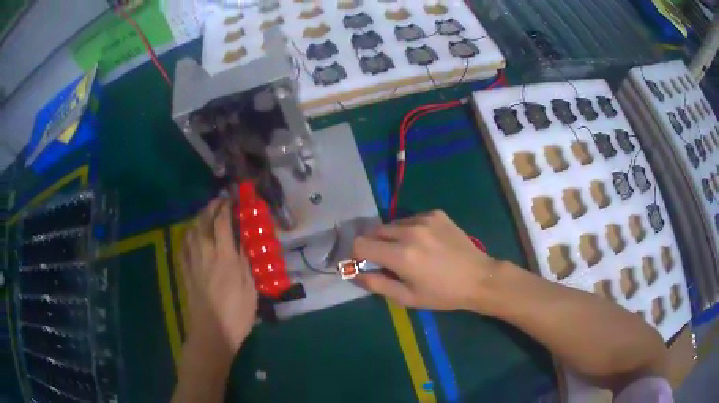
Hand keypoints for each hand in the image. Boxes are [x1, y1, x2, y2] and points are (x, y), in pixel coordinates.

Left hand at [181, 198, 257, 353]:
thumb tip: (243, 243)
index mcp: (225, 258)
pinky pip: (183, 246)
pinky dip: (187, 235)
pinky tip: (191, 234)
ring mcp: (193, 262)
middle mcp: (206, 254)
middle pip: (204, 222)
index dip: (226, 207)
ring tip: (206, 214)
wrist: (212, 333)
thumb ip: (246, 263)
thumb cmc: (237, 314)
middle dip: (211, 207)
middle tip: (219, 202)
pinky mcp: (185, 272)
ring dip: (198, 217)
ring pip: (191, 231)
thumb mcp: (250, 289)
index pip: (222, 223)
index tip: (232, 199)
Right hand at [353, 210, 499, 312]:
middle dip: (374, 245)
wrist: (478, 277)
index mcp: (400, 255)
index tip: (363, 263)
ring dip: (392, 236)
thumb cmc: (442, 294)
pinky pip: (411, 219)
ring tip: (409, 251)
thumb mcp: (407, 297)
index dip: (356, 254)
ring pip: (392, 224)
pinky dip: (410, 230)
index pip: (360, 244)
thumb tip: (352, 274)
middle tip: (387, 260)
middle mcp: (409, 231)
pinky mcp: (436, 213)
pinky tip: (425, 243)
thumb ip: (376, 284)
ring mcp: (424, 219)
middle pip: (374, 231)